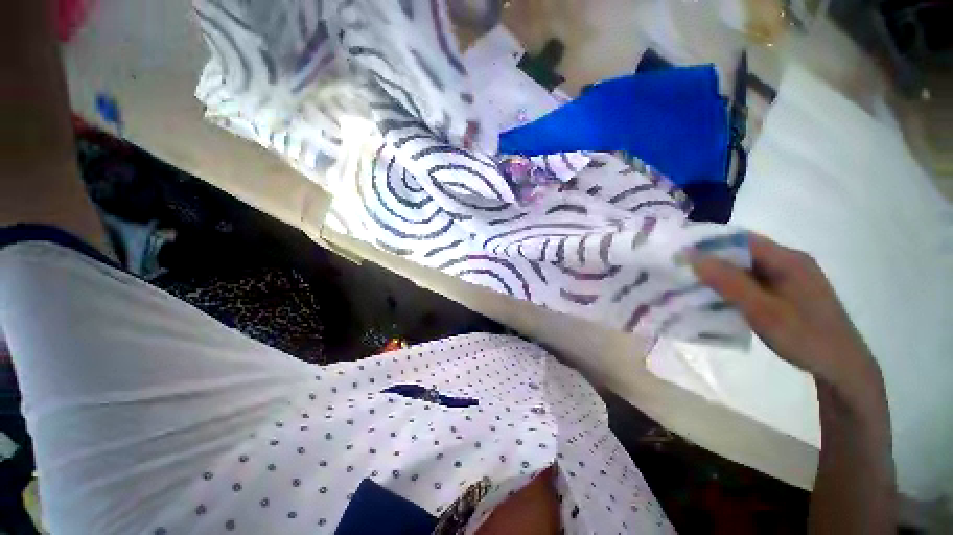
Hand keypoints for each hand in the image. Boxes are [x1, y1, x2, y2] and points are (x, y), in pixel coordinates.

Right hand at [690, 234, 881, 401]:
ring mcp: (791, 277)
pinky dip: (733, 286)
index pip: (741, 239)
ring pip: (747, 268)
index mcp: (788, 259)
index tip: (680, 256)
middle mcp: (790, 261)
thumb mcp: (762, 310)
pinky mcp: (788, 291)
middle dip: (712, 260)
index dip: (709, 244)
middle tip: (682, 272)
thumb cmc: (805, 337)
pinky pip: (754, 281)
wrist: (842, 368)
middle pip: (743, 252)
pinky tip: (721, 298)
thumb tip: (692, 256)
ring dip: (721, 275)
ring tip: (694, 285)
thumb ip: (728, 282)